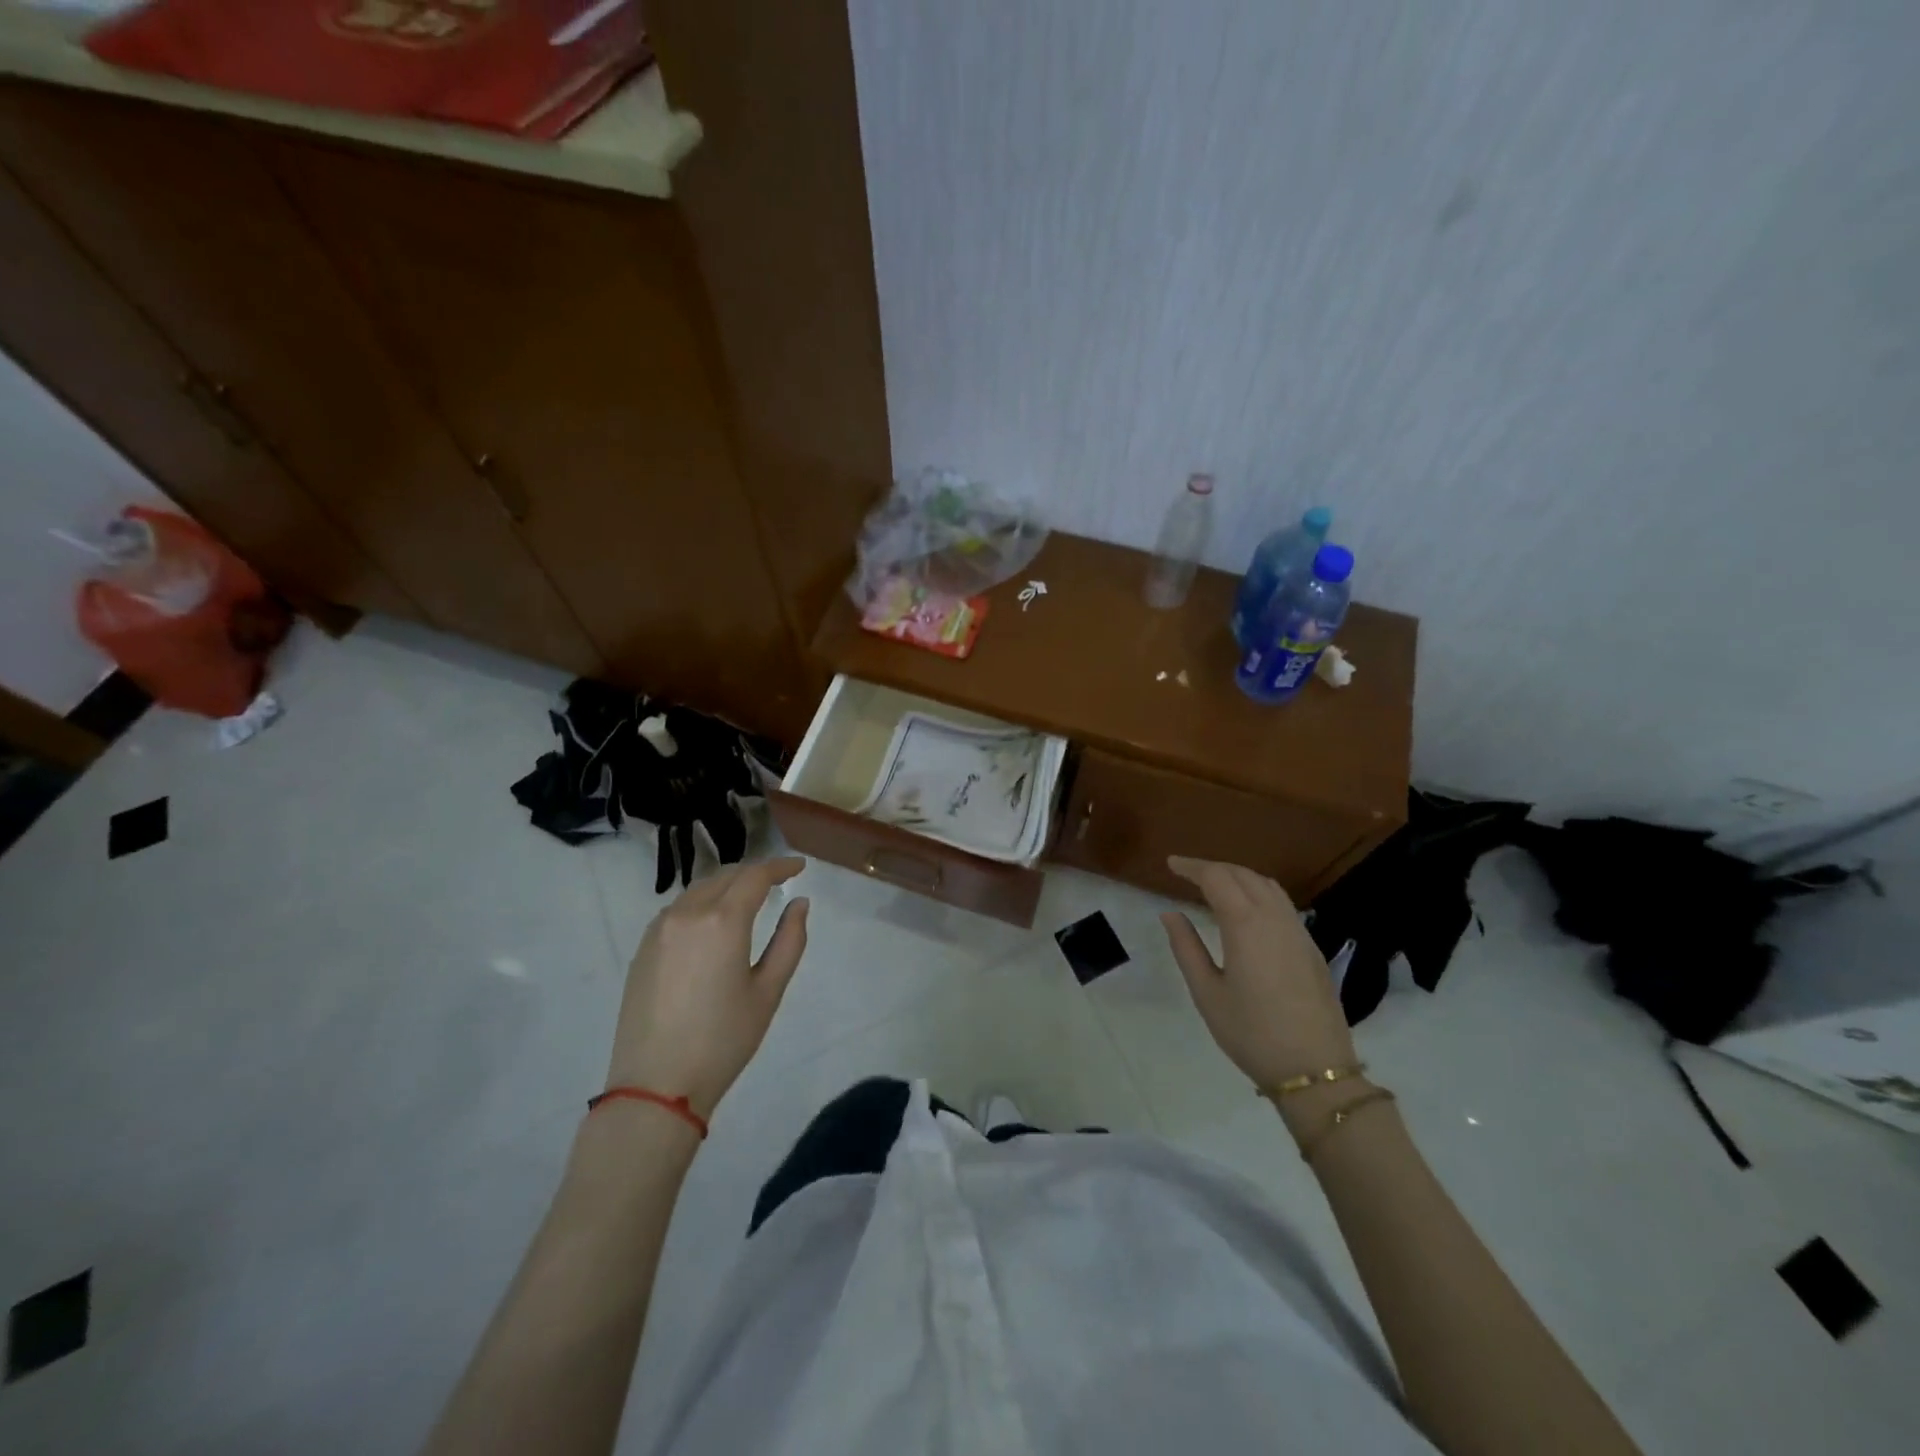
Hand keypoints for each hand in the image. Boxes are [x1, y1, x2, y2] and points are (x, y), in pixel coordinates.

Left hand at [605, 856, 809, 1119]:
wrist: (656, 1085)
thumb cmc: (723, 1040)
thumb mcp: (768, 992)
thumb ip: (789, 940)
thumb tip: (799, 903)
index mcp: (723, 921)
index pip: (755, 876)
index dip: (780, 866)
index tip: (799, 867)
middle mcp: (687, 913)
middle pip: (725, 876)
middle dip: (754, 873)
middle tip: (778, 881)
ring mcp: (659, 930)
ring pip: (698, 889)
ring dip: (726, 885)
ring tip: (747, 899)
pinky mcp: (643, 948)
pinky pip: (678, 909)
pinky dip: (701, 903)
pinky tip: (712, 923)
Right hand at [1160, 856, 1356, 1091]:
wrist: (1315, 1069)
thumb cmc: (1251, 1032)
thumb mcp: (1207, 992)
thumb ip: (1186, 947)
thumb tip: (1170, 913)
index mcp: (1245, 924)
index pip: (1216, 877)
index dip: (1191, 867)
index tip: (1171, 864)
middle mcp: (1274, 917)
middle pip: (1243, 874)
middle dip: (1213, 868)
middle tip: (1187, 873)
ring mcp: (1298, 931)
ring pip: (1267, 885)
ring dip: (1239, 876)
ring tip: (1216, 885)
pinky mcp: (1311, 947)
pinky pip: (1282, 903)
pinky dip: (1259, 892)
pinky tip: (1248, 910)